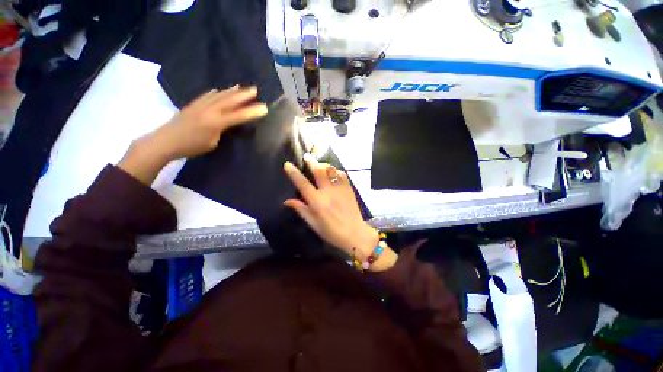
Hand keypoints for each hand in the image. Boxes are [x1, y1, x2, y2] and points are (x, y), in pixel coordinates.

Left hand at [143, 85, 267, 160]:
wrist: (165, 141)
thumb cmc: (191, 147)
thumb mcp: (212, 143)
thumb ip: (221, 131)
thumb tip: (226, 124)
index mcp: (216, 122)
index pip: (239, 116)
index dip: (252, 111)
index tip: (264, 107)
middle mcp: (209, 110)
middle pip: (230, 101)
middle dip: (244, 95)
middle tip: (255, 90)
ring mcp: (200, 105)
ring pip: (219, 96)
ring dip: (231, 91)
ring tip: (241, 87)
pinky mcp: (192, 105)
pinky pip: (206, 96)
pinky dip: (215, 93)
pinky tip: (218, 90)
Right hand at [283, 154, 397, 270]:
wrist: (354, 232)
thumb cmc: (331, 231)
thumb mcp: (313, 223)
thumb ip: (300, 209)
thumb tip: (286, 201)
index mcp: (317, 202)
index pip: (302, 184)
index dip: (294, 173)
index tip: (288, 164)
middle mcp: (328, 192)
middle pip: (318, 171)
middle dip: (311, 162)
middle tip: (307, 156)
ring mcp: (340, 188)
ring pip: (331, 170)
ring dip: (323, 164)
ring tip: (319, 164)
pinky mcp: (348, 188)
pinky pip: (341, 174)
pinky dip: (335, 171)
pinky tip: (332, 172)